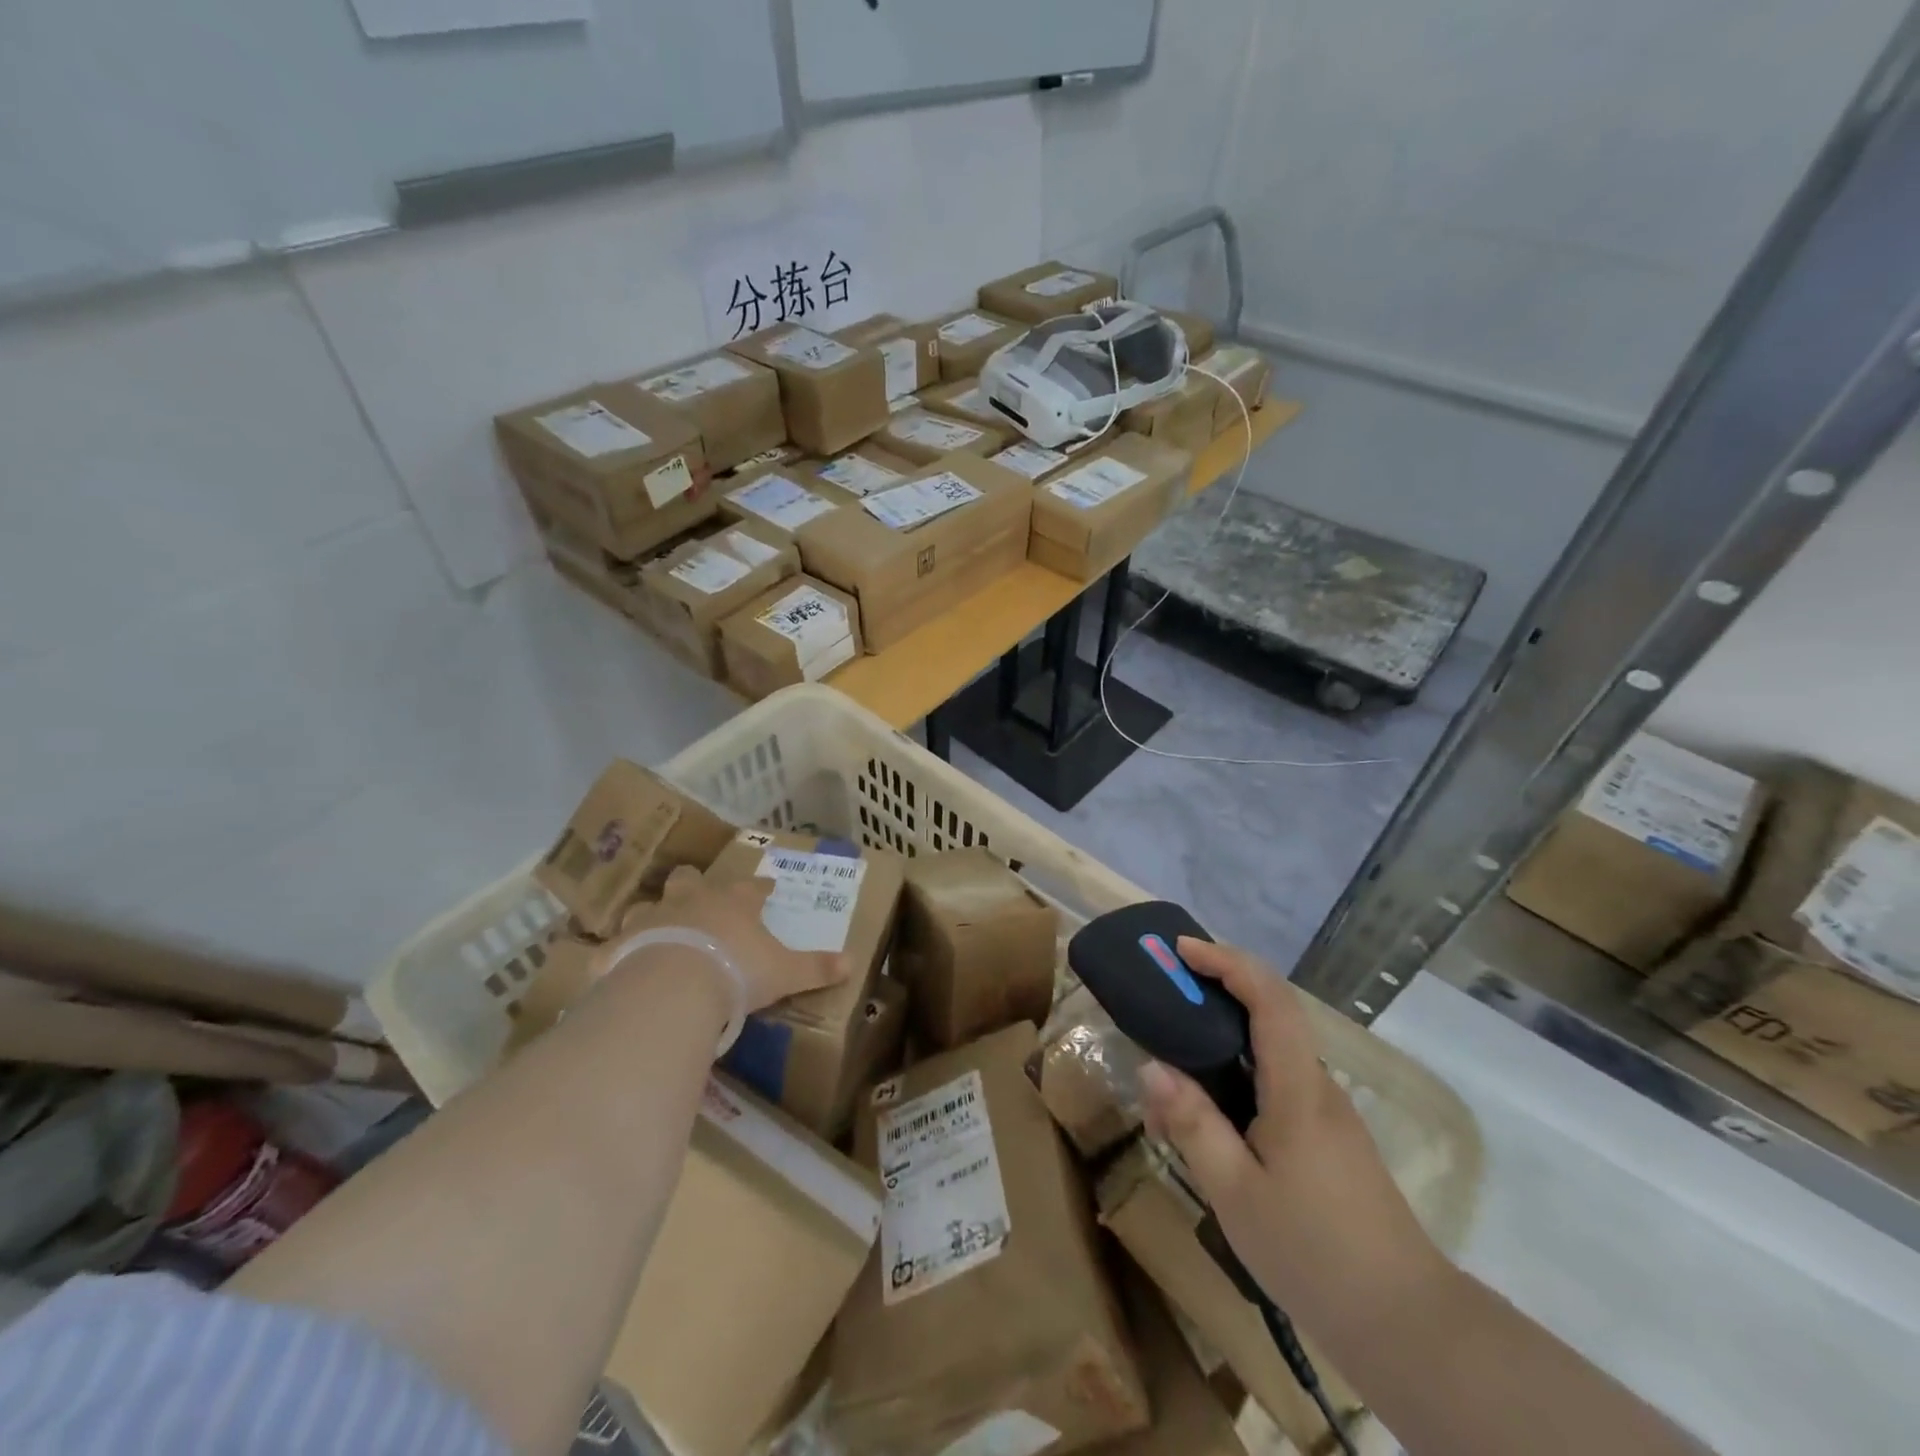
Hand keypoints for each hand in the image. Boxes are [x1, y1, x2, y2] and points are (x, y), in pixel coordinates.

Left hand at [603, 866, 849, 1013]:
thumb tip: (852, 962)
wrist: (673, 987)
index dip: (761, 888)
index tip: (767, 889)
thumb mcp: (785, 972)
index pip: (752, 887)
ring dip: (654, 914)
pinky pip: (614, 946)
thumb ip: (816, 967)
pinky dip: (617, 953)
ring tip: (658, 928)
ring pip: (648, 905)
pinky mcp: (618, 947)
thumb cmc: (736, 971)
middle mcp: (691, 901)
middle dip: (695, 883)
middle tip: (701, 895)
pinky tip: (617, 965)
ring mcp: (650, 920)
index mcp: (733, 902)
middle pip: (690, 879)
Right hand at [1138, 938, 1444, 1327]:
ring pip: (1273, 1050)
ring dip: (1226, 1033)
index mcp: (1298, 1089)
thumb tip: (1151, 1066)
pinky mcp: (1329, 1139)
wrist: (1406, 1324)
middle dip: (1221, 986)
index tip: (1183, 951)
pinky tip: (1211, 1113)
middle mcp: (1317, 1086)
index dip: (1228, 962)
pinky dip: (1239, 1072)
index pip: (1270, 998)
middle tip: (1169, 989)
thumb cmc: (1313, 1252)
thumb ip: (1193, 1124)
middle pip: (1273, 1012)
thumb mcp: (1236, 1192)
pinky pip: (1278, 1082)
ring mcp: (1327, 1113)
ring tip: (1175, 1057)